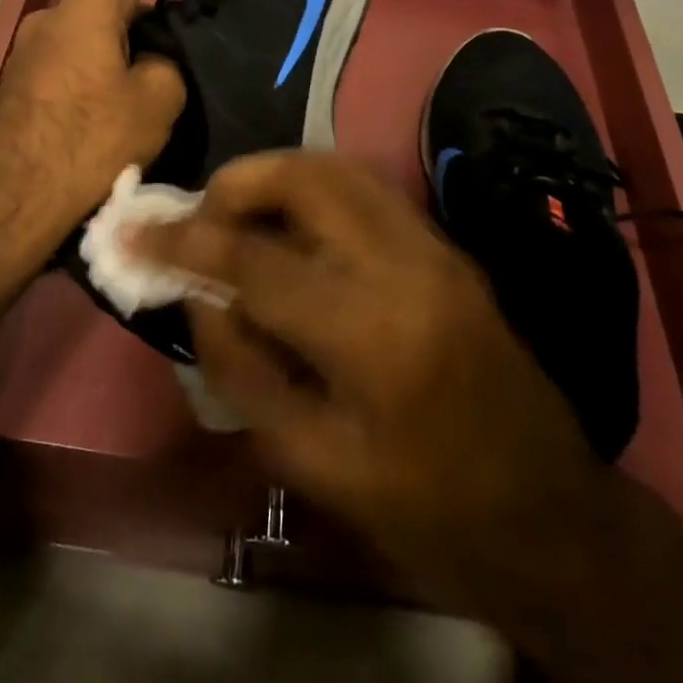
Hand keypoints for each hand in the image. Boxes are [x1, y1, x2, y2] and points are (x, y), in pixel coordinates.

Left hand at [0, 0, 239, 250]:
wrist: (9, 203)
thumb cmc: (89, 143)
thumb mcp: (155, 100)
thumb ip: (168, 63)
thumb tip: (153, 63)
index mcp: (88, 4)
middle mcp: (54, 14)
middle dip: (167, 11)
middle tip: (201, 43)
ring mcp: (32, 47)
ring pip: (100, 29)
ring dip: (137, 43)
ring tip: (170, 79)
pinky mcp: (24, 80)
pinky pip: (79, 56)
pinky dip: (111, 64)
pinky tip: (127, 103)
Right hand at [134, 150, 610, 612]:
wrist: (550, 516)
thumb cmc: (425, 511)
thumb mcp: (312, 463)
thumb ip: (242, 368)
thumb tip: (199, 296)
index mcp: (371, 334)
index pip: (253, 261)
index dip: (182, 241)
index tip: (132, 232)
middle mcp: (406, 265)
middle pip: (304, 177)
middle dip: (238, 182)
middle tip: (201, 219)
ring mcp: (434, 246)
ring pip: (338, 167)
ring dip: (276, 176)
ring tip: (240, 217)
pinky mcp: (446, 245)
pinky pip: (366, 188)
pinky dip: (314, 188)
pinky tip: (293, 226)